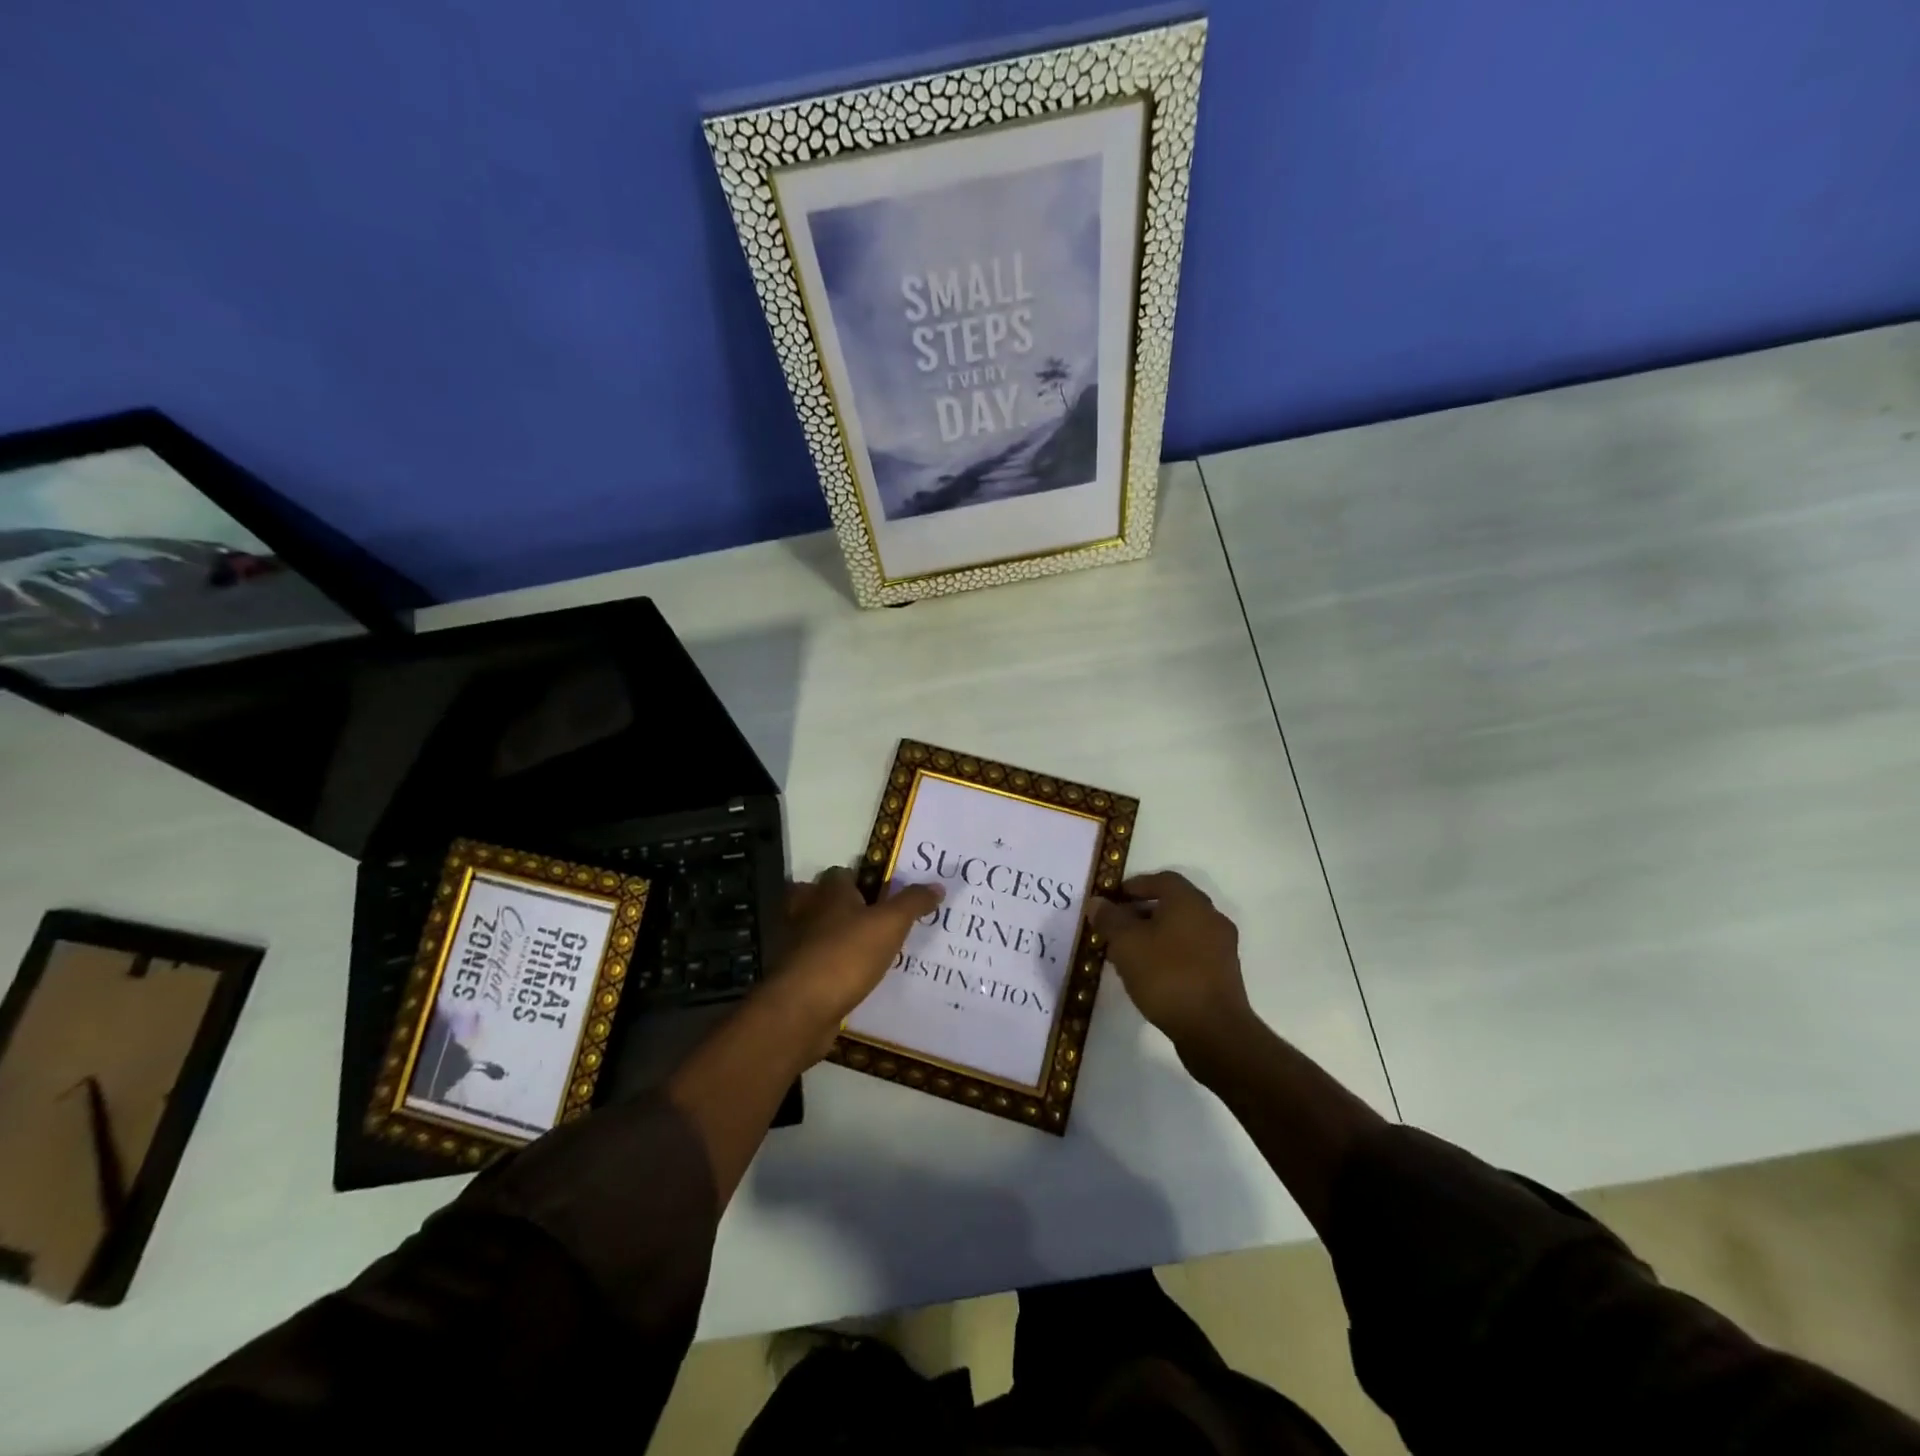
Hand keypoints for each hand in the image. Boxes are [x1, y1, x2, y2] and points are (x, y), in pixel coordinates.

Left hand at [760, 867, 942, 1062]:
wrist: (801, 1009)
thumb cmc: (846, 955)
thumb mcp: (890, 924)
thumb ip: (913, 903)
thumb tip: (937, 885)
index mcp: (828, 892)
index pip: (841, 873)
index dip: (861, 881)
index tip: (885, 896)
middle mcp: (805, 912)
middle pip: (819, 899)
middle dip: (839, 907)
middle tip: (871, 922)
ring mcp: (793, 945)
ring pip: (813, 932)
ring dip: (832, 938)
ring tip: (864, 952)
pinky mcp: (791, 977)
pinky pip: (812, 964)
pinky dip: (827, 967)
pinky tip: (850, 980)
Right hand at [1089, 871, 1252, 1057]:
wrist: (1213, 1030)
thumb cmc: (1166, 975)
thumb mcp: (1126, 944)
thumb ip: (1109, 919)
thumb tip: (1097, 902)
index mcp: (1189, 902)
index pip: (1161, 879)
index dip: (1134, 886)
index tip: (1111, 901)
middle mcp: (1210, 917)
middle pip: (1171, 904)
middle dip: (1140, 913)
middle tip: (1114, 928)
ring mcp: (1220, 946)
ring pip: (1180, 930)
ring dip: (1153, 935)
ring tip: (1126, 954)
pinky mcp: (1223, 973)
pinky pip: (1190, 952)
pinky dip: (1168, 954)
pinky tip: (1149, 974)